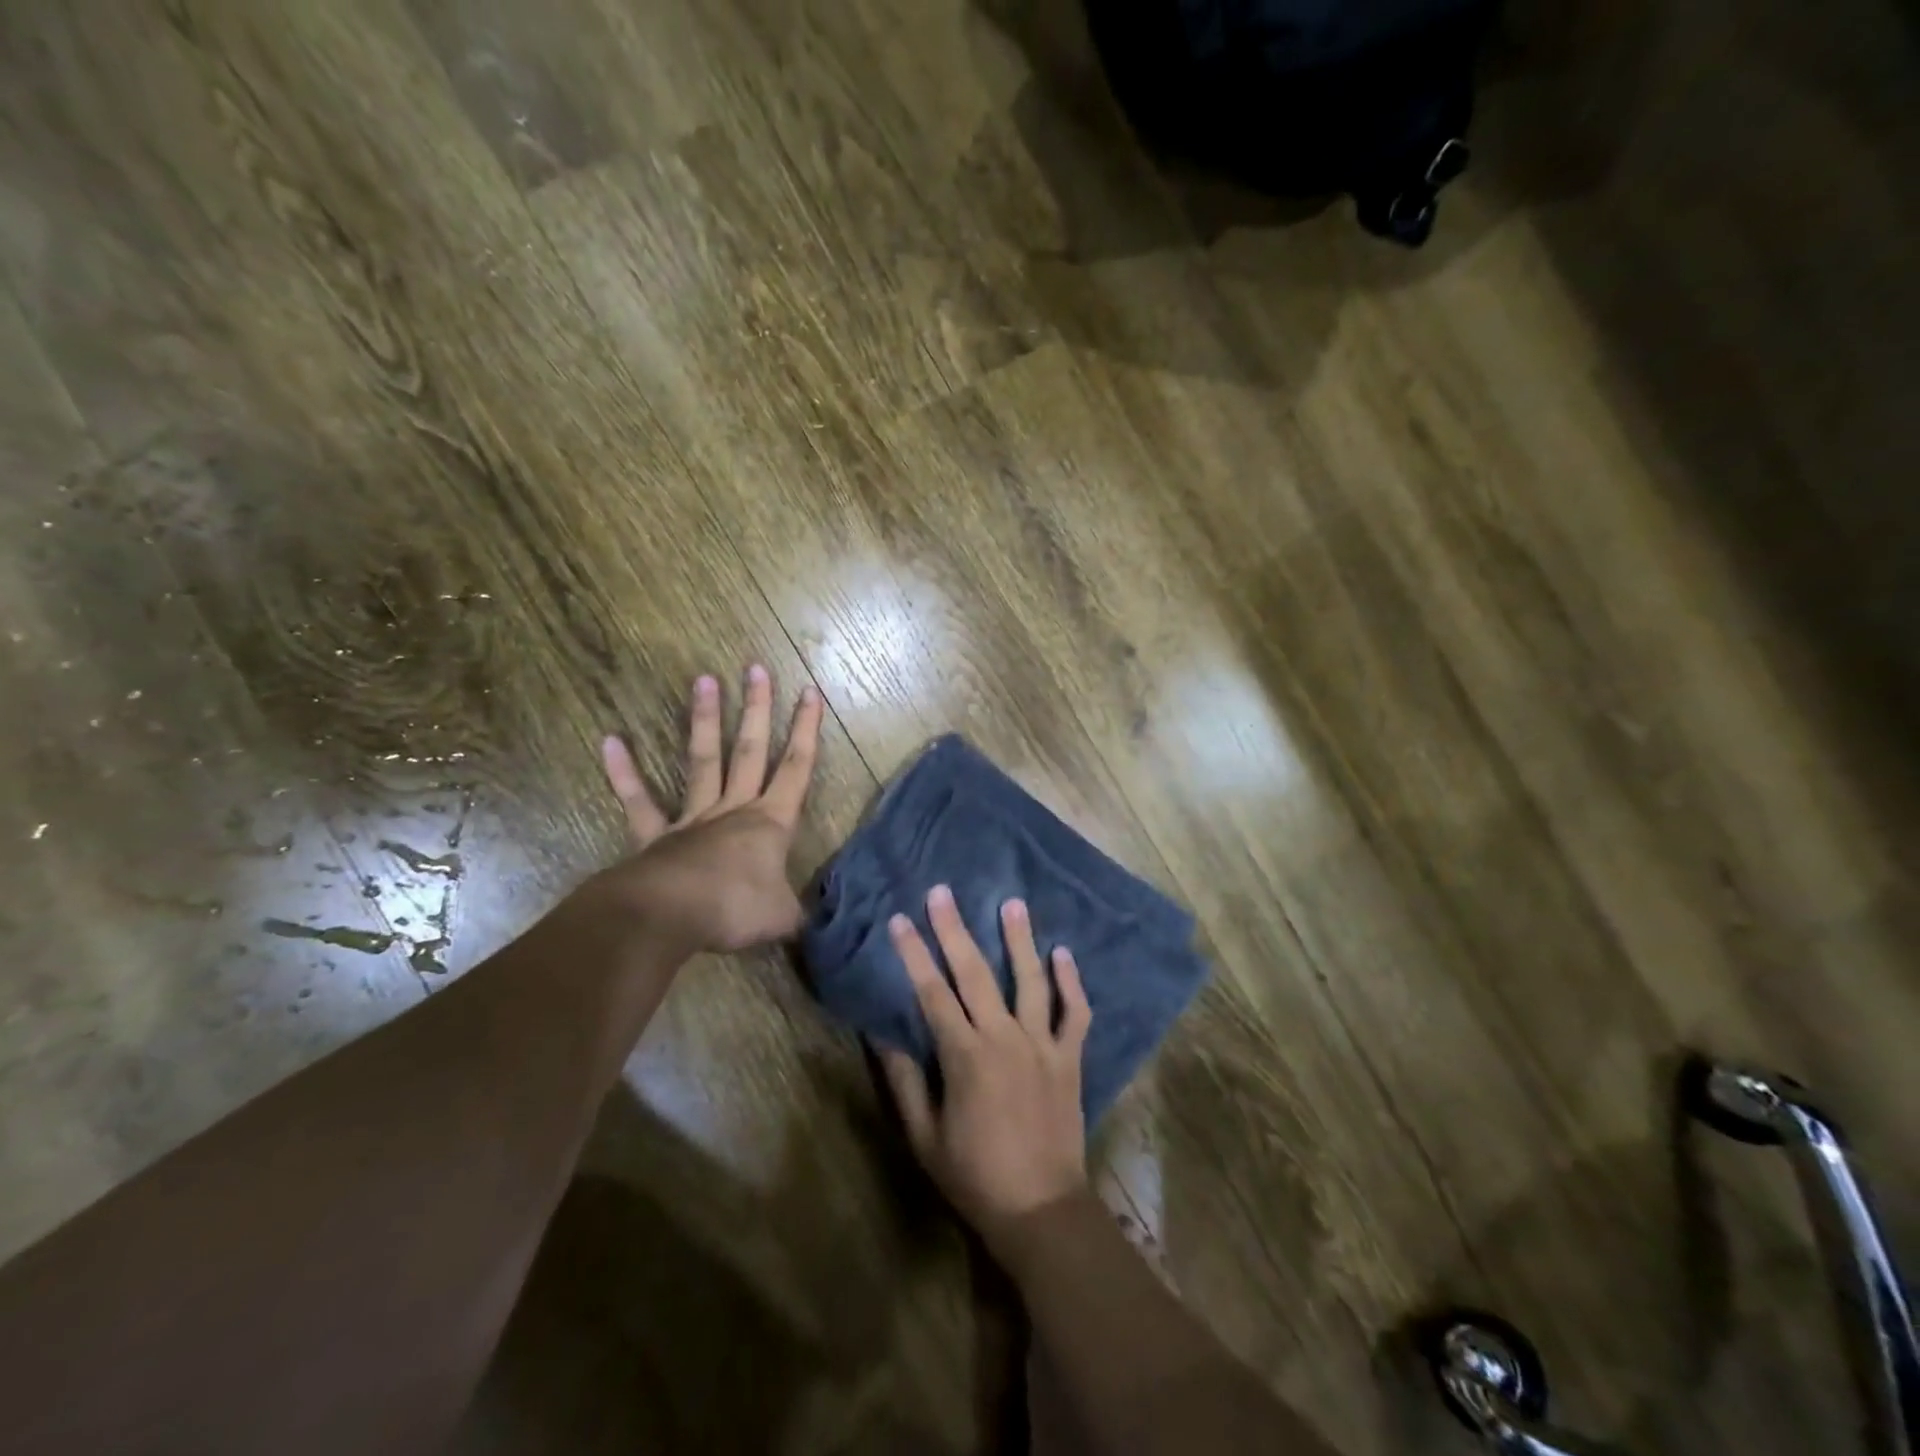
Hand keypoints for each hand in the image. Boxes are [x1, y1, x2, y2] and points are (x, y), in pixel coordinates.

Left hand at [598, 664, 823, 953]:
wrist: (670, 917)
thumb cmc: (735, 909)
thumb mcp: (783, 918)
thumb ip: (796, 914)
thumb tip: (810, 925)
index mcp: (770, 823)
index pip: (797, 768)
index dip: (807, 730)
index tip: (811, 691)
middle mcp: (734, 810)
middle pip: (751, 751)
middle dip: (758, 710)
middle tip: (755, 669)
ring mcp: (692, 819)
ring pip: (704, 761)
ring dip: (705, 721)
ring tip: (704, 679)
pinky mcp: (655, 836)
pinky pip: (639, 801)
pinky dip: (624, 773)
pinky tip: (610, 740)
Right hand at [877, 885, 1092, 1255]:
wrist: (1041, 1209)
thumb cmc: (974, 1176)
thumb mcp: (924, 1137)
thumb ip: (904, 1082)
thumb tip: (882, 1035)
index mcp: (965, 1056)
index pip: (932, 993)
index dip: (913, 955)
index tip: (899, 920)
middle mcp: (1004, 1038)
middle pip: (975, 973)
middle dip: (955, 930)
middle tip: (943, 892)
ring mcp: (1042, 1044)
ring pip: (1030, 981)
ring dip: (1020, 940)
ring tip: (1012, 903)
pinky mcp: (1069, 1057)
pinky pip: (1074, 1013)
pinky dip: (1071, 982)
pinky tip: (1064, 953)